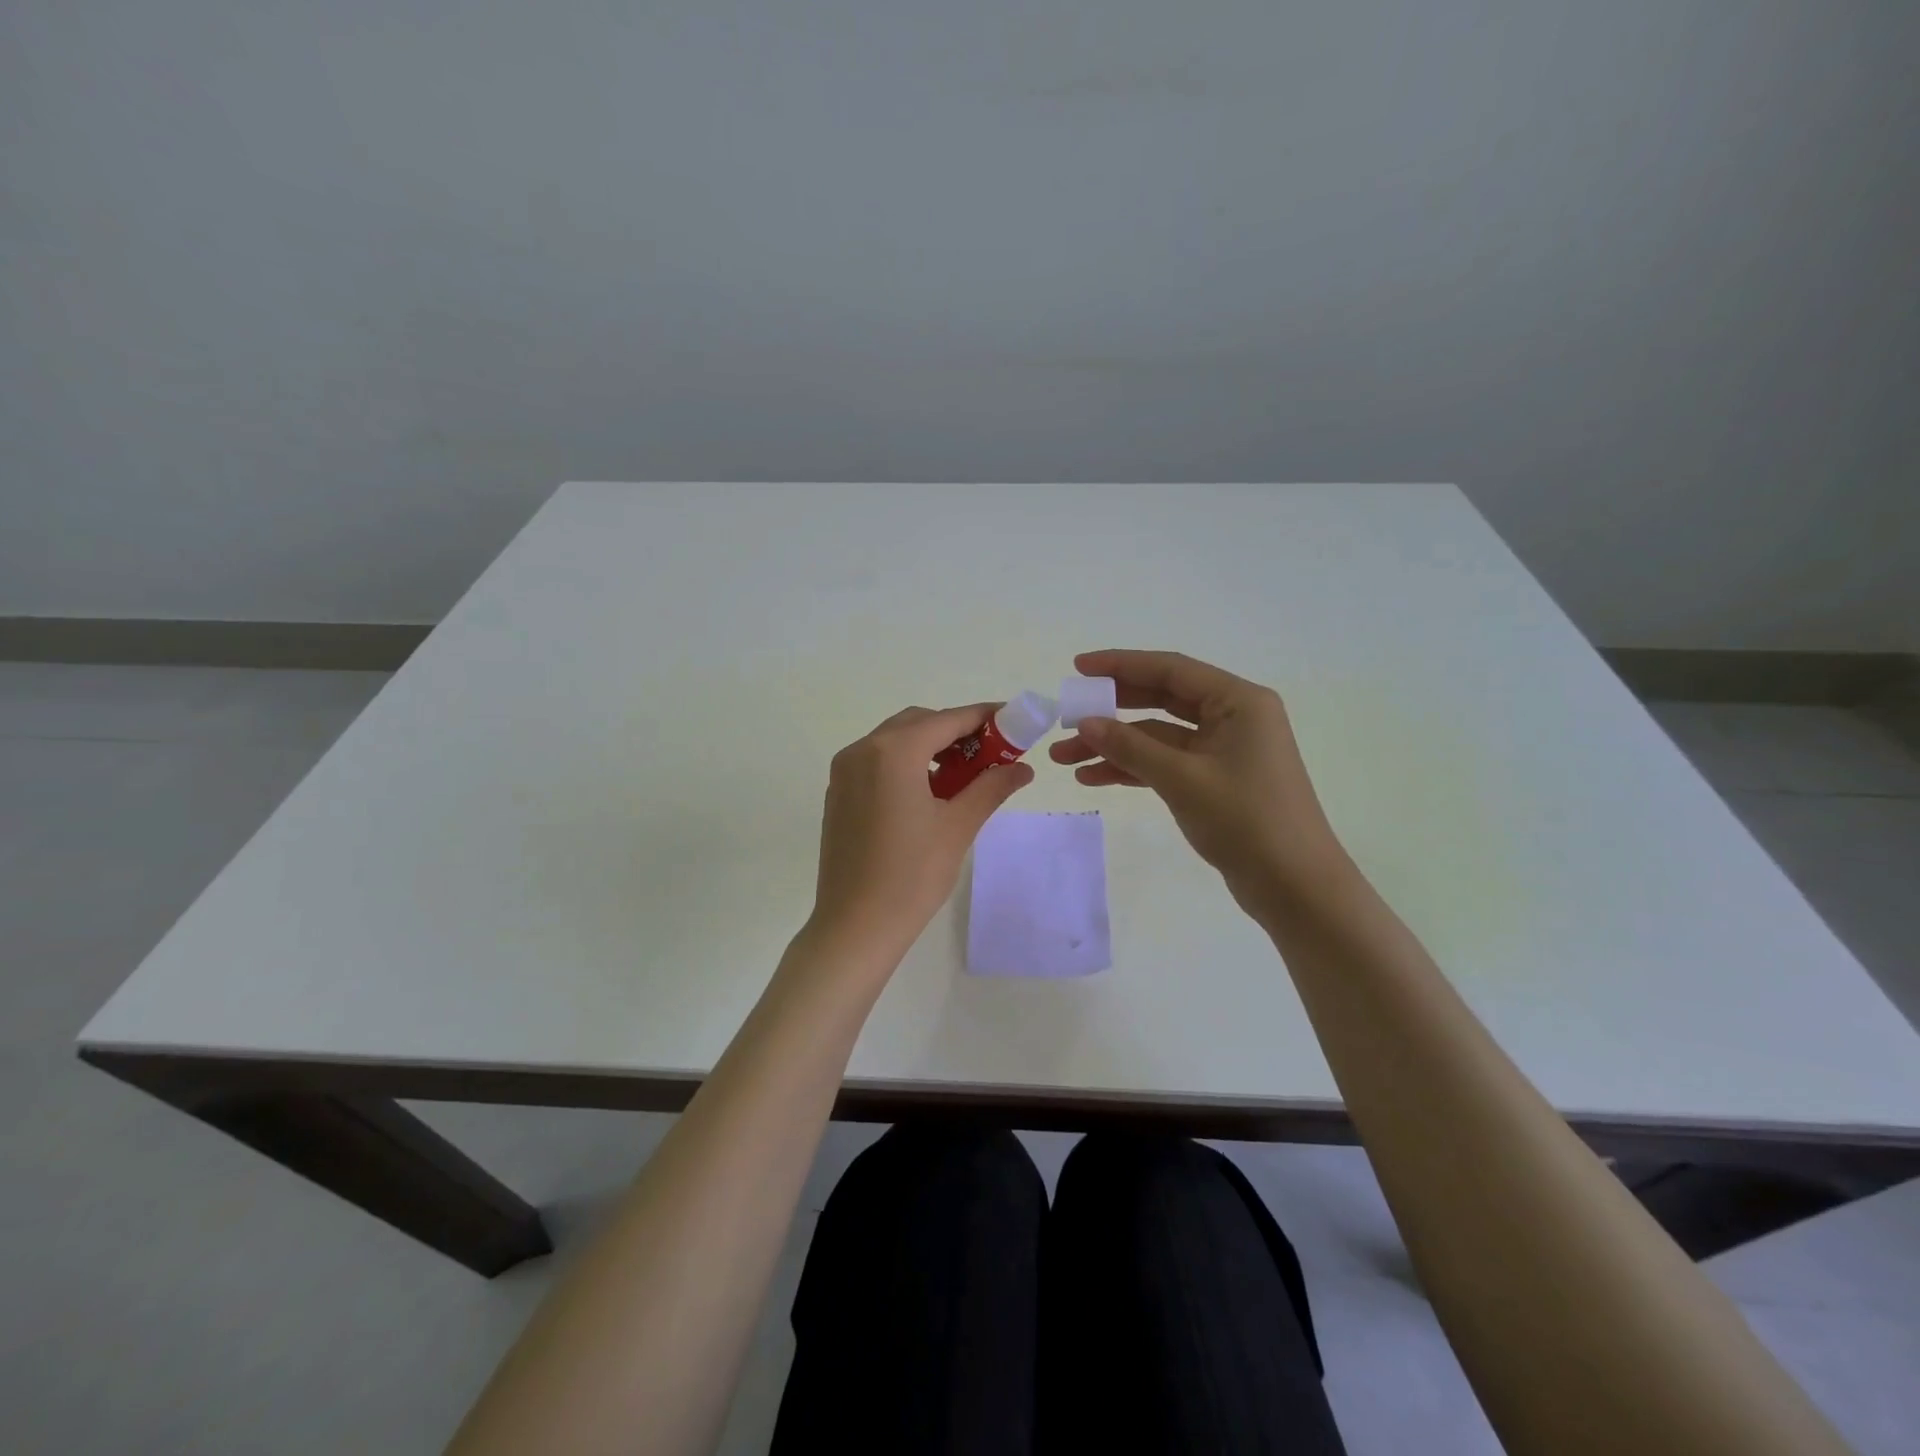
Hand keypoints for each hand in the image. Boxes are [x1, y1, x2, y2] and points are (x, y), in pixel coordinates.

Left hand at [810, 704, 1033, 959]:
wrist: (855, 926)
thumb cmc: (912, 875)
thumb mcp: (958, 826)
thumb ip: (991, 787)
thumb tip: (1022, 767)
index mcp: (893, 752)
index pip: (948, 720)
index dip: (984, 717)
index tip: (1013, 720)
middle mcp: (863, 749)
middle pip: (918, 723)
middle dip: (956, 731)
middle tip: (990, 754)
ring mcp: (844, 771)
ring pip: (895, 741)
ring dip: (930, 746)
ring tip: (962, 776)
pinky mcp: (838, 792)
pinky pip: (876, 761)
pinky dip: (905, 763)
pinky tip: (927, 792)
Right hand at [1051, 650, 1348, 910]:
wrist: (1295, 887)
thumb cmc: (1246, 820)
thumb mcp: (1182, 779)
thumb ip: (1130, 747)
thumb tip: (1085, 724)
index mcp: (1237, 702)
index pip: (1170, 670)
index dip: (1120, 665)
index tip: (1078, 667)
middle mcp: (1233, 718)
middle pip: (1161, 699)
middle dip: (1111, 710)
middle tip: (1068, 713)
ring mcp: (1224, 751)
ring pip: (1158, 736)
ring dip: (1114, 745)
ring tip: (1065, 757)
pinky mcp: (1215, 781)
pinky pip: (1166, 763)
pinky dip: (1132, 768)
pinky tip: (1094, 777)